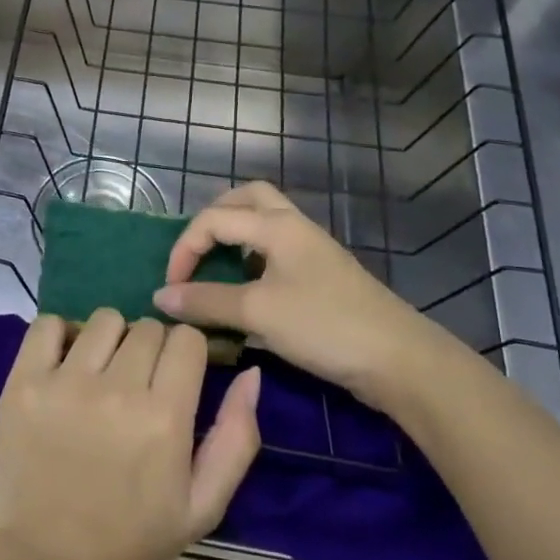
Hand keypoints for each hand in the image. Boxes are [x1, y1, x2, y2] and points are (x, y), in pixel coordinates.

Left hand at [0, 310, 260, 559]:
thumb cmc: (132, 537)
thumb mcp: (202, 505)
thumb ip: (236, 438)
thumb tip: (250, 372)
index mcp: (165, 418)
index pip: (186, 339)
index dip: (186, 354)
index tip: (175, 377)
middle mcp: (117, 390)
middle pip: (147, 327)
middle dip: (150, 350)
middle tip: (137, 385)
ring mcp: (65, 383)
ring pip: (103, 320)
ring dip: (109, 340)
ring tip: (100, 375)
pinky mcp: (24, 382)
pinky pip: (47, 323)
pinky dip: (59, 335)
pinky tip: (64, 364)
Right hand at [155, 182, 463, 411]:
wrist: (399, 360)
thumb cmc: (324, 325)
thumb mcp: (258, 312)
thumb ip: (206, 301)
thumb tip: (160, 296)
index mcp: (277, 225)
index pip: (214, 218)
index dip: (184, 248)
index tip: (171, 287)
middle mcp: (294, 228)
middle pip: (247, 199)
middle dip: (213, 218)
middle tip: (196, 250)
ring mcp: (312, 251)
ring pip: (265, 223)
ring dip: (236, 236)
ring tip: (217, 265)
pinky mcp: (323, 277)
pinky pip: (277, 251)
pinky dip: (254, 259)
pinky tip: (249, 291)